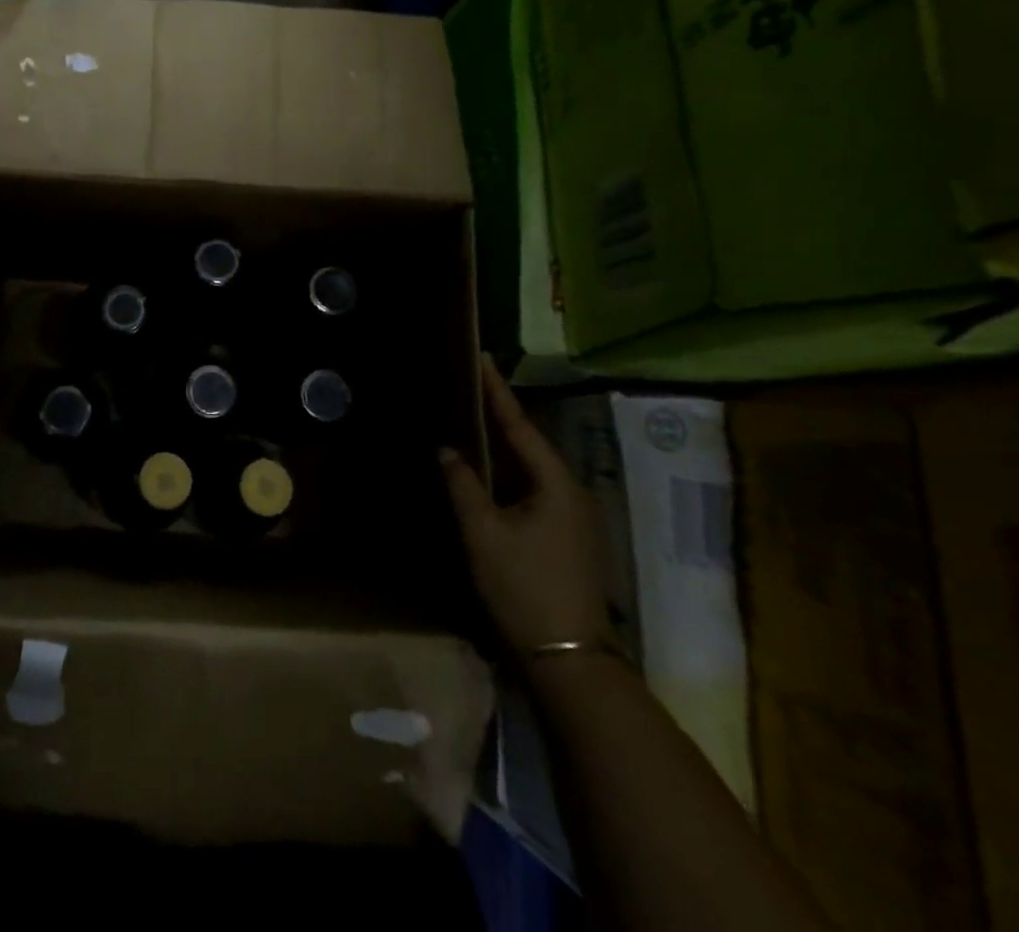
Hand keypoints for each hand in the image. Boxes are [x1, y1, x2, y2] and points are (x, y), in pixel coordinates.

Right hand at [441, 356, 610, 659]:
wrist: (568, 659)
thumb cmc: (524, 587)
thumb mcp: (484, 533)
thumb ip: (463, 485)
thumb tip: (446, 449)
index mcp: (556, 483)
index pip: (518, 425)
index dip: (496, 391)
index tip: (481, 358)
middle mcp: (570, 492)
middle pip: (528, 443)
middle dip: (497, 414)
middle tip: (467, 384)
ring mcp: (571, 518)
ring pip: (529, 469)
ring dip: (500, 445)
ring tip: (469, 419)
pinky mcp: (565, 537)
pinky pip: (530, 489)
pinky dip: (505, 473)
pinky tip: (484, 472)